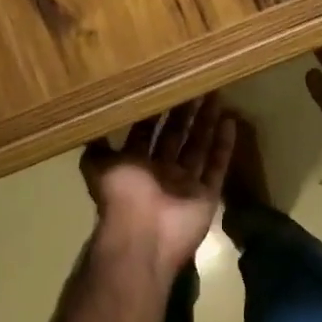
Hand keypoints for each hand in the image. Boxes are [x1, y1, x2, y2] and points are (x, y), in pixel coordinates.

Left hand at [81, 95, 235, 276]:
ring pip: (198, 147)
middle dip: (184, 112)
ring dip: (206, 123)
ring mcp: (185, 183)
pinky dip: (223, 146)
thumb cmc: (121, 196)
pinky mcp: (206, 194)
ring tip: (215, 95)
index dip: (155, 111)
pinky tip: (230, 121)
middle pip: (175, 136)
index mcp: (135, 164)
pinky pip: (217, 166)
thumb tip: (91, 123)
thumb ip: (98, 147)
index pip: (146, 131)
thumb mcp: (99, 166)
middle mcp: (160, 171)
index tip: (165, 86)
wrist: (143, 236)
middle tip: (196, 85)